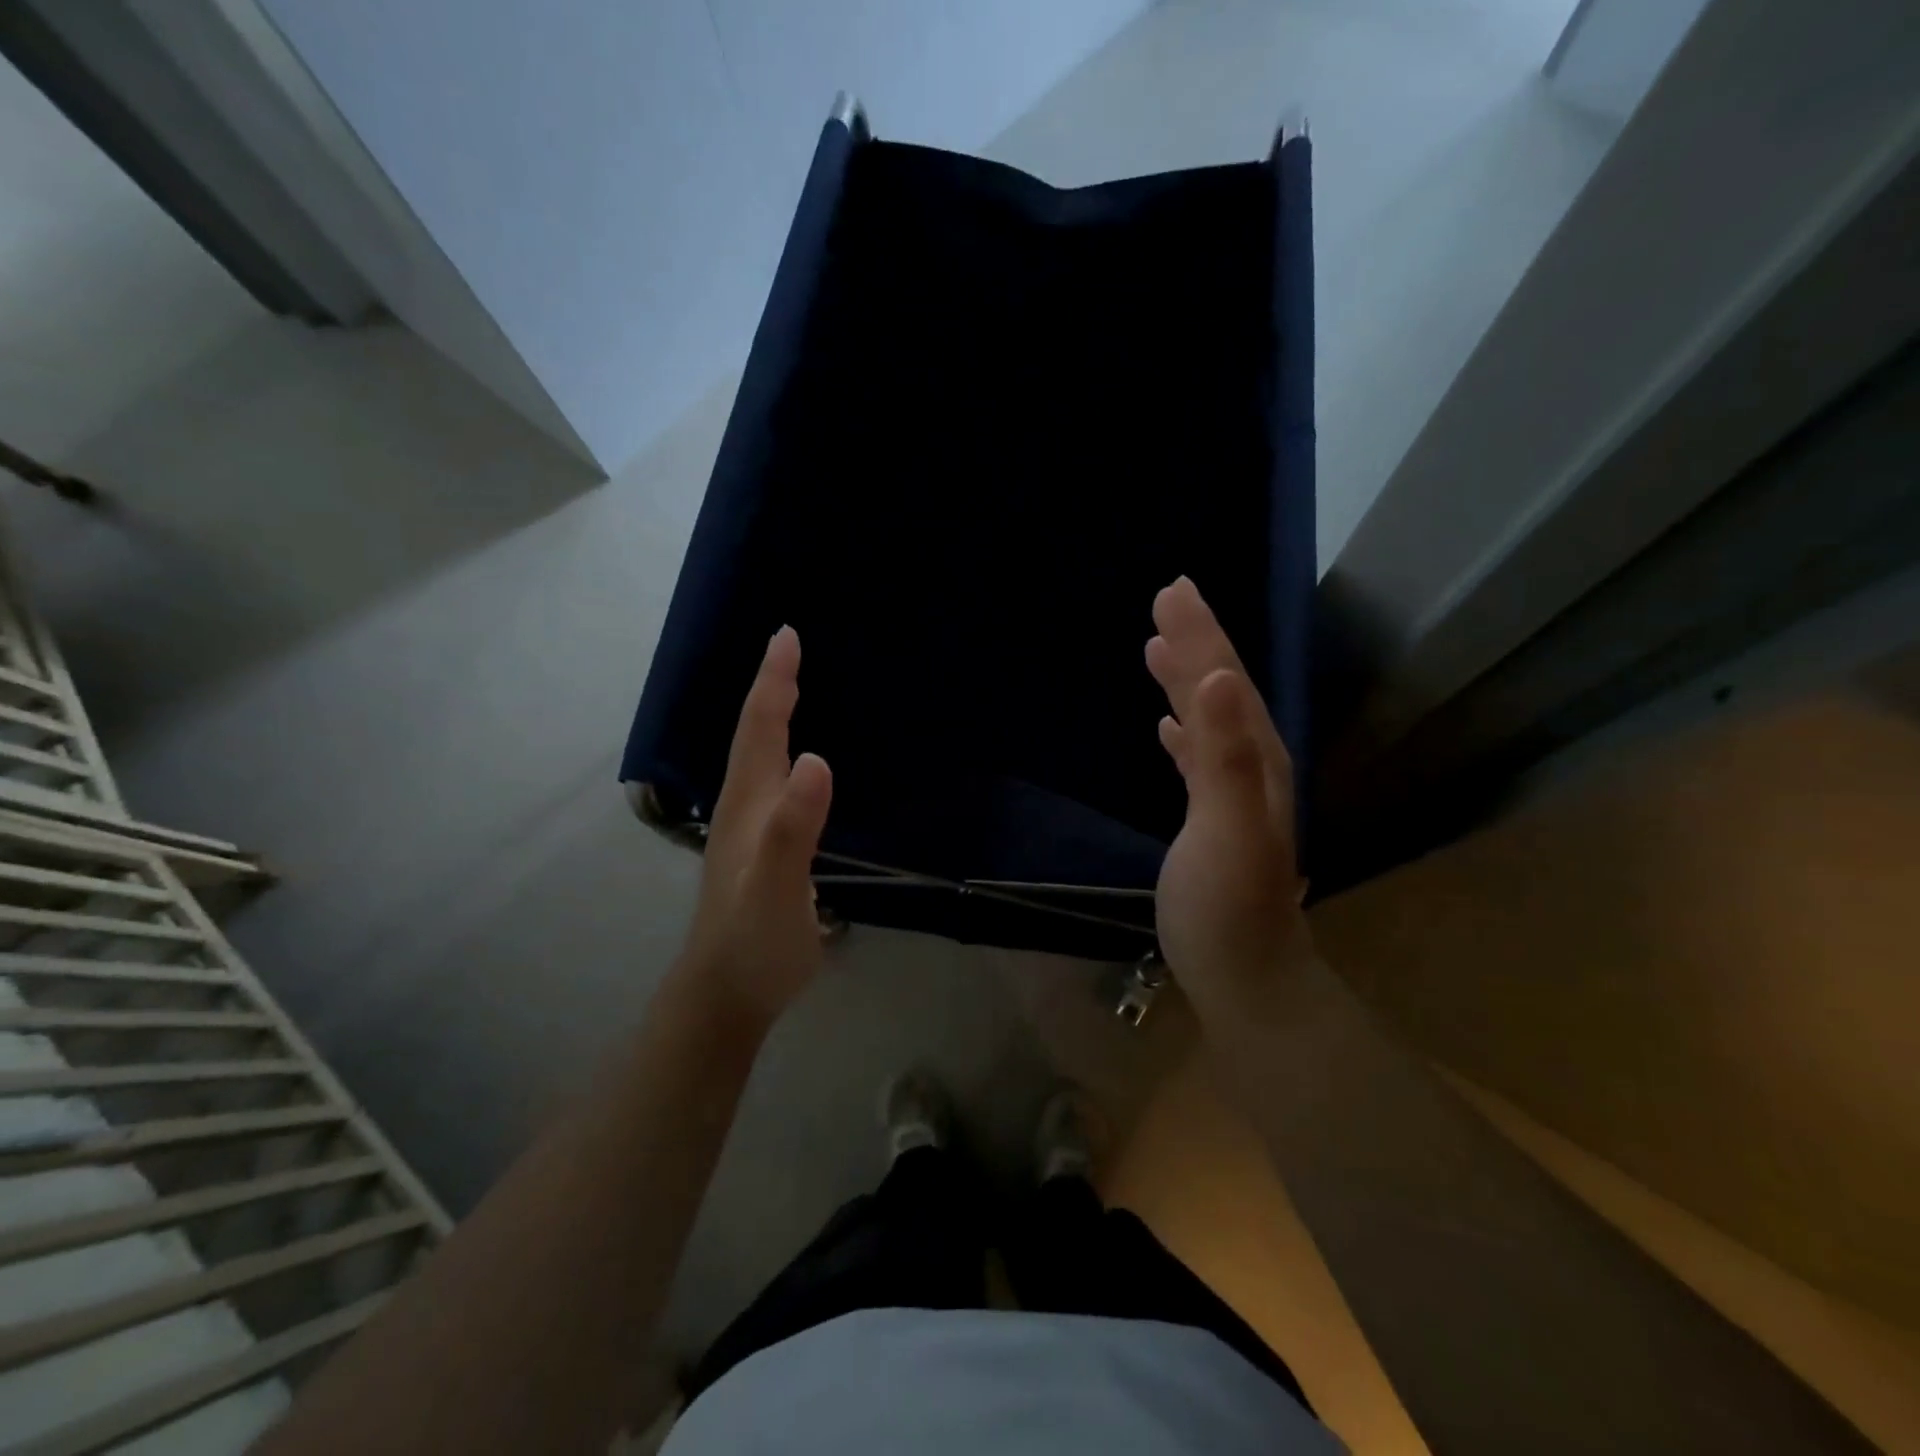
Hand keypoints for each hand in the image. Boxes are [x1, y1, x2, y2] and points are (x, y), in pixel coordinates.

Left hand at [679, 626, 833, 1029]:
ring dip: (773, 718)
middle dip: (771, 688)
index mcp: (749, 805)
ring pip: (760, 759)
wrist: (725, 996)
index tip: (786, 636)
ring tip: (792, 690)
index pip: (761, 729)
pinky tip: (797, 766)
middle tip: (789, 648)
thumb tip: (818, 758)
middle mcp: (745, 808)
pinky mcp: (762, 851)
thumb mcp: (777, 885)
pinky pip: (775, 785)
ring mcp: (751, 831)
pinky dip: (784, 755)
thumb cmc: (753, 941)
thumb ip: (794, 826)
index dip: (773, 682)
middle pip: (756, 736)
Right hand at [1146, 577, 1312, 1025]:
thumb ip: (1224, 756)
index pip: (1224, 682)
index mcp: (1255, 760)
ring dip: (1188, 681)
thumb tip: (1219, 678)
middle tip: (1166, 600)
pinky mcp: (1213, 819)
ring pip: (1210, 719)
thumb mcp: (1224, 829)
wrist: (1247, 977)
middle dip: (1196, 643)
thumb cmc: (1227, 908)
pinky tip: (1167, 728)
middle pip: (1221, 691)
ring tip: (1160, 648)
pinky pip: (1199, 757)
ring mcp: (1235, 795)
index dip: (1200, 636)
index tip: (1172, 592)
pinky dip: (1184, 731)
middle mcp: (1252, 767)